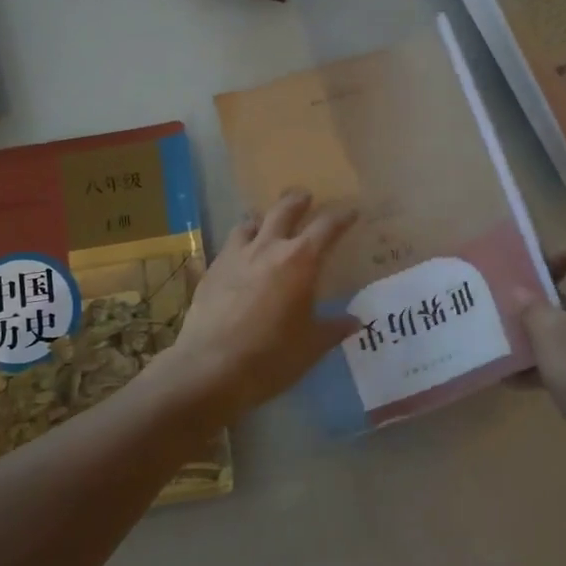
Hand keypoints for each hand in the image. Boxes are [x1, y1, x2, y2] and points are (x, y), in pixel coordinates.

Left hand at [159, 189, 359, 423]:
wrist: (210, 368)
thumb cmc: (271, 357)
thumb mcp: (311, 346)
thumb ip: (334, 329)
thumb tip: (355, 321)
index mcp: (300, 261)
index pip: (326, 228)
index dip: (341, 218)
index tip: (351, 213)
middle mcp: (267, 248)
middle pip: (284, 210)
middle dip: (297, 201)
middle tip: (305, 197)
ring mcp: (235, 256)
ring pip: (250, 223)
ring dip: (263, 219)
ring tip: (267, 223)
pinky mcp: (211, 271)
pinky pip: (229, 246)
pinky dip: (240, 244)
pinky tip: (240, 258)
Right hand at [521, 239, 565, 483]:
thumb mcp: (552, 336)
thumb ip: (532, 308)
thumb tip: (519, 291)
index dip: (564, 253)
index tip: (532, 272)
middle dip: (542, 298)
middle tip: (508, 305)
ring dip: (541, 334)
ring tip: (505, 341)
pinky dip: (549, 366)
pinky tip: (514, 380)